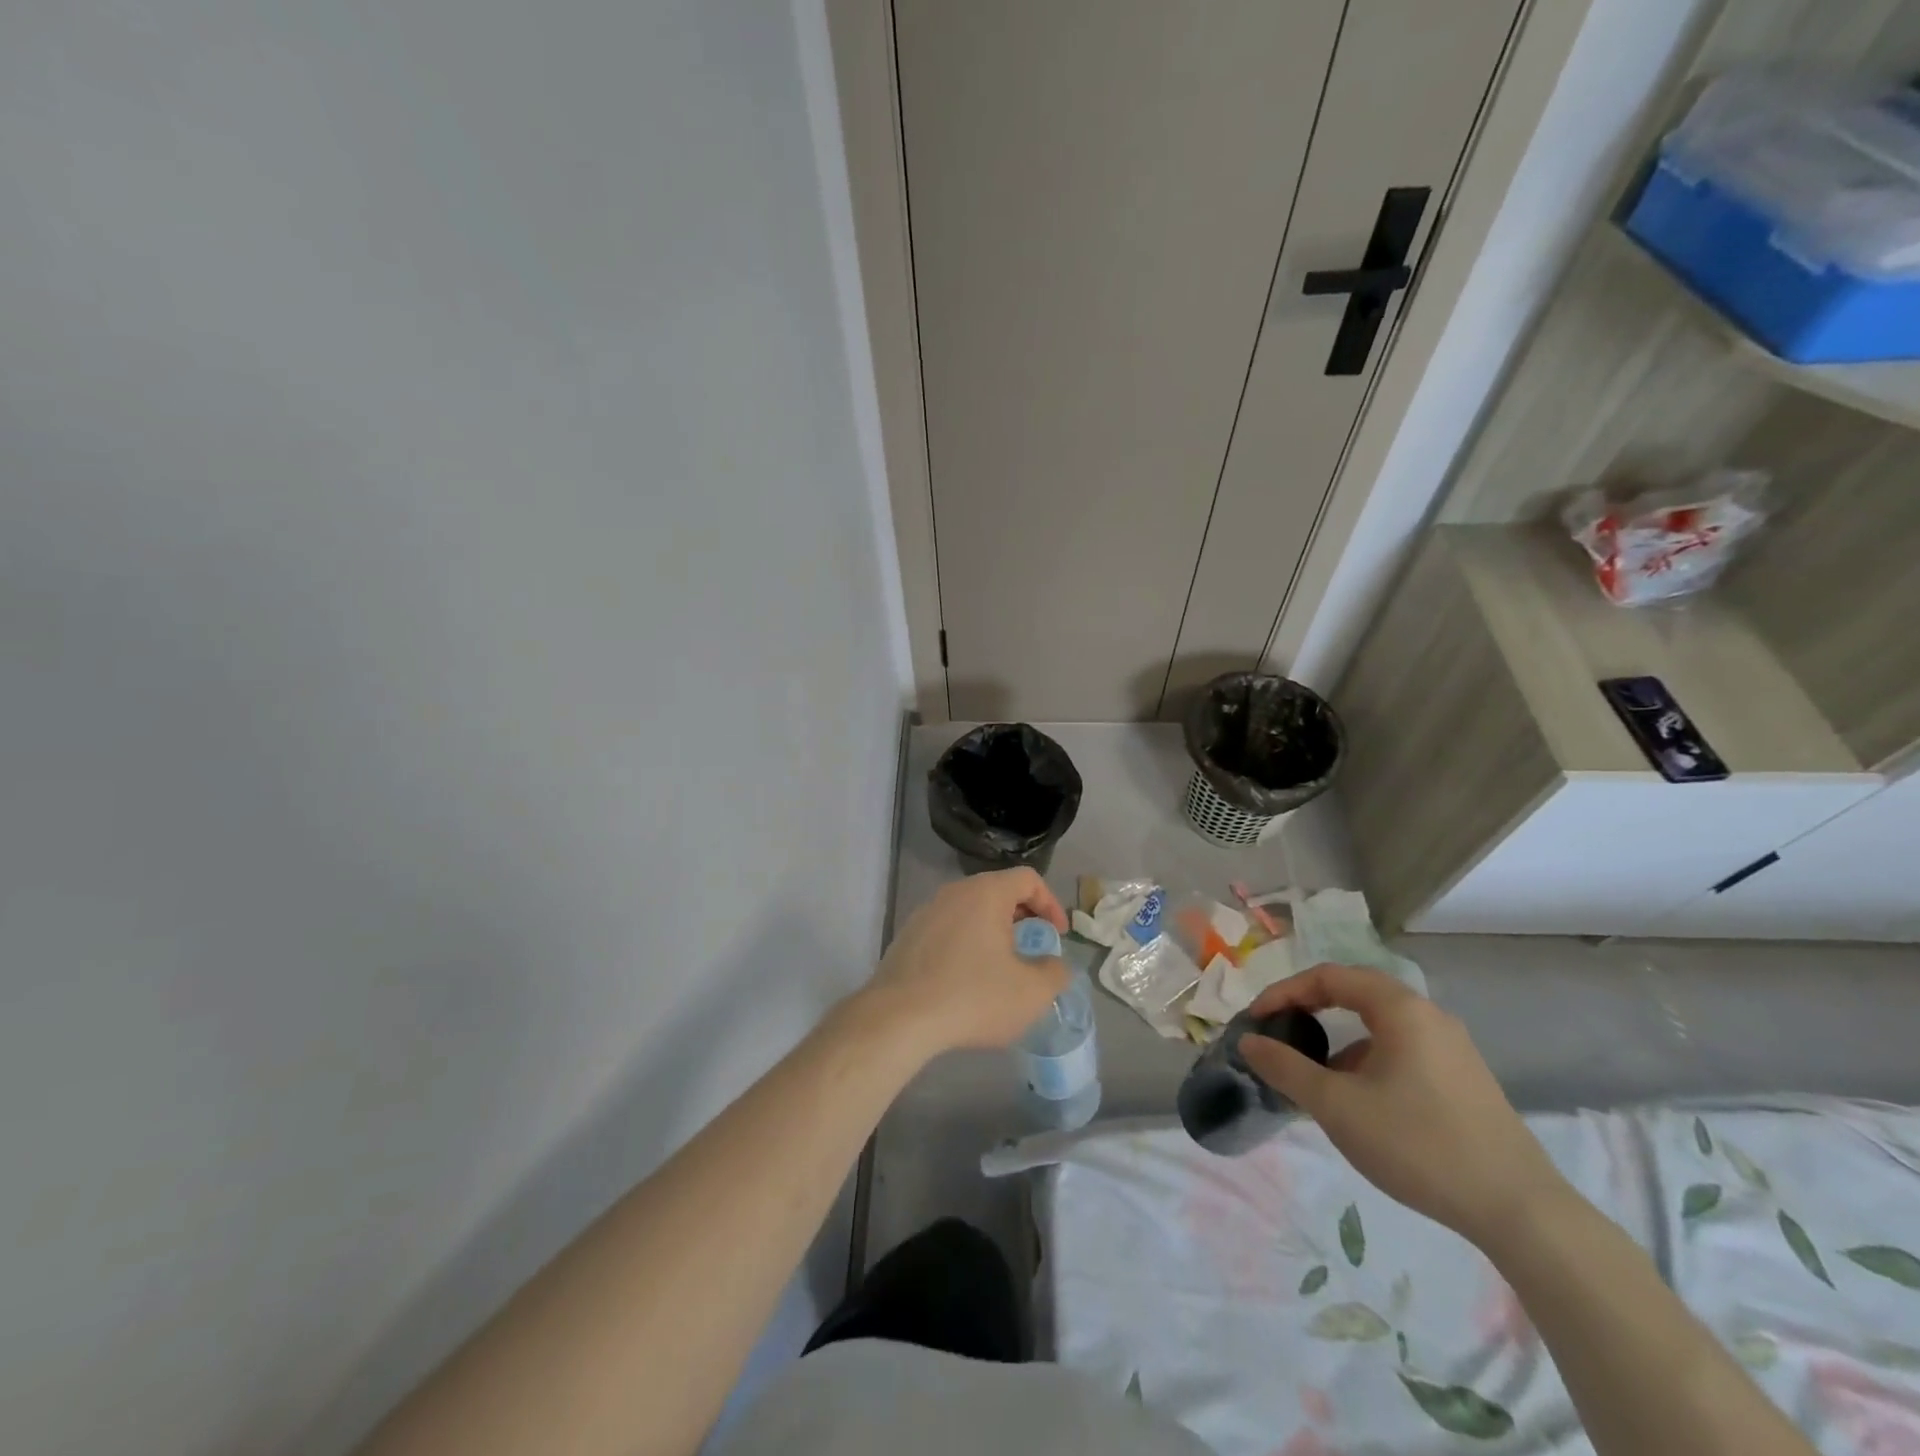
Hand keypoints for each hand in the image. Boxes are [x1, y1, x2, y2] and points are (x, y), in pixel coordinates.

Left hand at [862, 869, 1070, 1057]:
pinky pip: (947, 930)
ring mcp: (926, 912)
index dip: (1050, 904)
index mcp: (986, 893)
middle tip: (1033, 948)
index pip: (1028, 879)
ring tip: (1001, 967)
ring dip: (992, 932)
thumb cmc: (973, 997)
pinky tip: (965, 981)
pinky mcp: (907, 936)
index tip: (1057, 936)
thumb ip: (1054, 972)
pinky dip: (965, 945)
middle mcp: (954, 893)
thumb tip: (1053, 964)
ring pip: (970, 911)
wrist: (899, 1018)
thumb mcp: (1031, 992)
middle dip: (1022, 917)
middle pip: (997, 891)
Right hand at [1238, 964, 1568, 1245]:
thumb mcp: (1337, 1106)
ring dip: (1338, 1041)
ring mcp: (1452, 1048)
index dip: (1284, 992)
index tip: (1256, 1020)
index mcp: (1400, 1008)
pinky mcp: (1465, 1080)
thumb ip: (1286, 1068)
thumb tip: (1249, 1041)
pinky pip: (1402, 1051)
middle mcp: (1429, 1016)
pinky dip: (1367, 1061)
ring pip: (1379, 1026)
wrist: (1521, 1212)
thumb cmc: (1418, 1144)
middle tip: (1279, 1034)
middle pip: (1355, 994)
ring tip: (1313, 1077)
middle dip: (1310, 1010)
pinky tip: (1359, 1103)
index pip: (1328, 977)